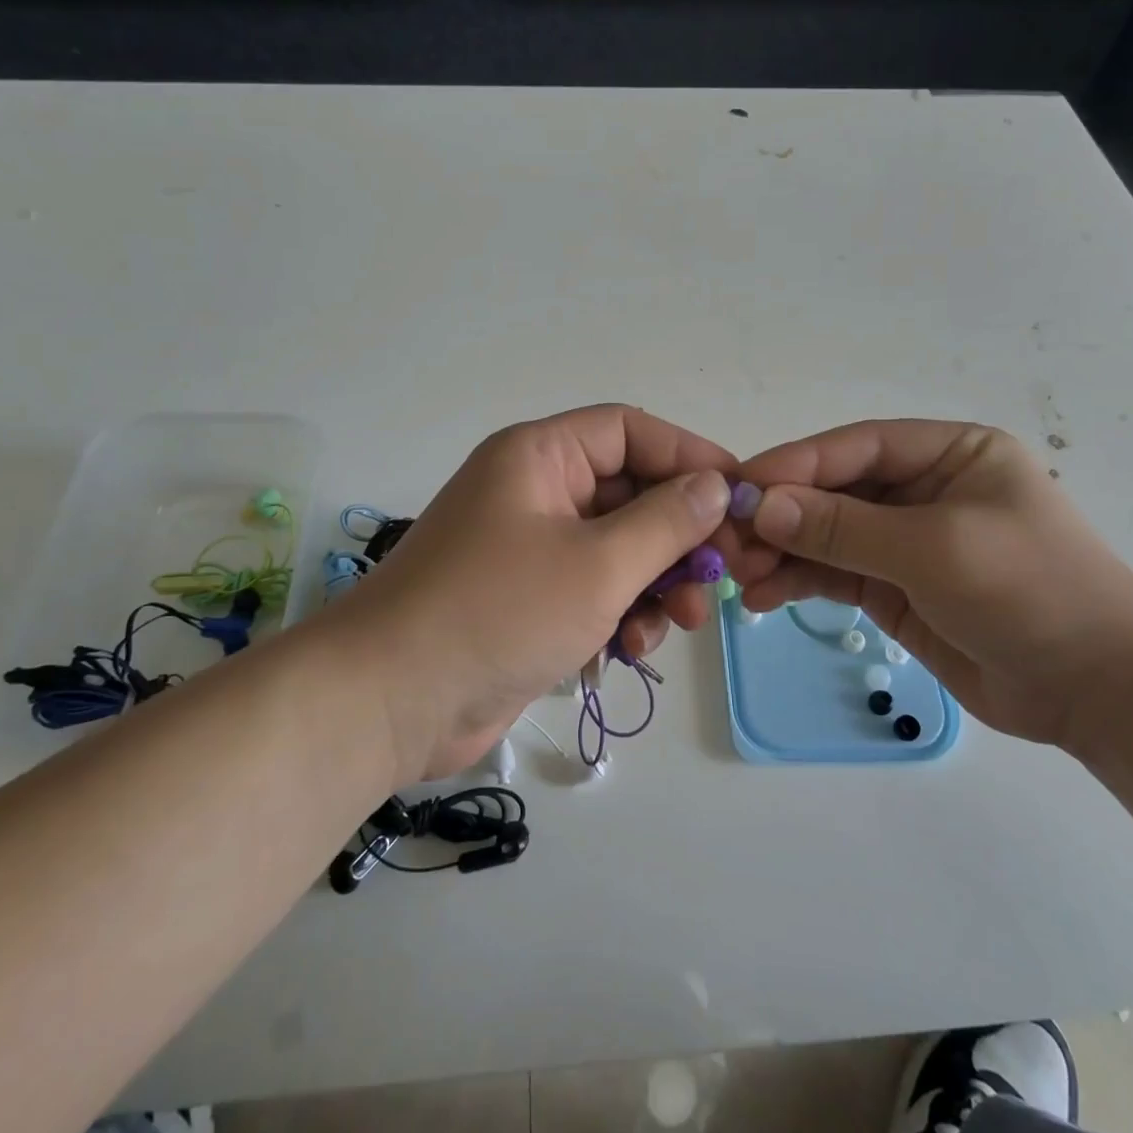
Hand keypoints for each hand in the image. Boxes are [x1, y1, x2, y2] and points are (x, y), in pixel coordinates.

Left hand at [322, 405, 734, 782]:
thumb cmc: (499, 612)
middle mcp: (533, 491)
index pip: (629, 431)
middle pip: (628, 494)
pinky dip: (620, 613)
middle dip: (678, 538)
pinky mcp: (526, 599)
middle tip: (720, 577)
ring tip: (680, 624)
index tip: (740, 494)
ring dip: (655, 583)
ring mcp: (528, 548)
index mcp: (539, 457)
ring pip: (617, 548)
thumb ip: (667, 522)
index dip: (689, 455)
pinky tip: (629, 650)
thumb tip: (716, 485)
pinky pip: (592, 590)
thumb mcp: (599, 564)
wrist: (392, 701)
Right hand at [732, 421, 1132, 750]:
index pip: (855, 447)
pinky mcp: (893, 588)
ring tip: (740, 575)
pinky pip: (833, 574)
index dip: (794, 465)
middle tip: (729, 542)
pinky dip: (797, 582)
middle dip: (780, 515)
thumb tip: (762, 506)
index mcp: (948, 453)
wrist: (1100, 692)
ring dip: (781, 552)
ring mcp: (905, 541)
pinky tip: (764, 598)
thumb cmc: (1032, 592)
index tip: (738, 488)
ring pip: (825, 535)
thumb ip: (845, 527)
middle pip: (832, 490)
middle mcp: (922, 489)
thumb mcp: (936, 549)